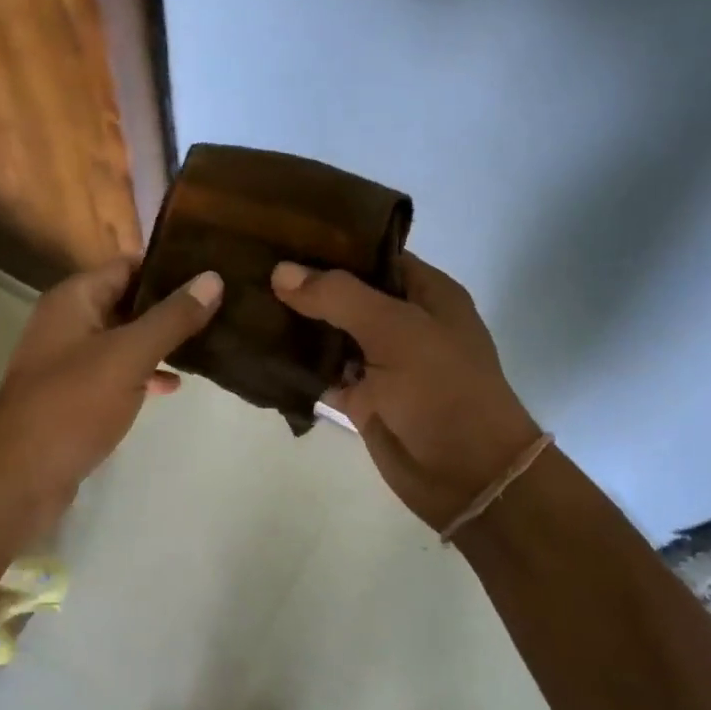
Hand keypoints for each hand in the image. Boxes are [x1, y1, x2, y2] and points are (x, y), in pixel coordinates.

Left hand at [0, 258, 221, 540]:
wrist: (21, 477)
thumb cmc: (73, 405)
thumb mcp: (129, 355)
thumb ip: (172, 318)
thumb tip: (213, 277)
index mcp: (74, 300)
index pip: (127, 266)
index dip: (168, 267)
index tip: (213, 270)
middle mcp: (68, 323)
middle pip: (127, 302)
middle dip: (170, 306)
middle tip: (222, 306)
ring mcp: (70, 362)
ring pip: (125, 340)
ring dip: (161, 342)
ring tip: (211, 342)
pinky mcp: (76, 397)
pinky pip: (117, 374)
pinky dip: (144, 374)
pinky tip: (175, 385)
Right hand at [271, 254, 540, 530]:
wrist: (467, 475)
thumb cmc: (443, 390)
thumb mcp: (396, 331)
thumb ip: (339, 297)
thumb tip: (281, 271)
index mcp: (426, 294)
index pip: (373, 255)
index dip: (331, 245)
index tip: (281, 233)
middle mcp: (403, 323)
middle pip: (347, 295)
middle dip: (305, 285)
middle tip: (250, 266)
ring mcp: (382, 363)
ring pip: (331, 334)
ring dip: (295, 324)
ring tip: (243, 300)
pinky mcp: (362, 399)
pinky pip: (323, 374)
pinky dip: (296, 366)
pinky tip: (257, 349)